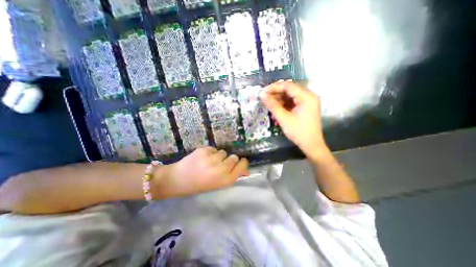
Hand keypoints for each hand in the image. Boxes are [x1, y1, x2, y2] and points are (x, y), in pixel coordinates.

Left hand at [155, 147, 249, 198]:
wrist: (177, 180)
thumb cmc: (199, 185)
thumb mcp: (218, 184)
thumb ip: (232, 175)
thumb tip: (246, 170)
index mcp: (225, 180)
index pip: (242, 166)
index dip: (242, 163)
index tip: (240, 161)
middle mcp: (221, 169)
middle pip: (234, 157)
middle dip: (229, 160)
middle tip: (220, 164)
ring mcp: (212, 159)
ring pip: (223, 152)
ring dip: (219, 156)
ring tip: (209, 162)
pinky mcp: (204, 150)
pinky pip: (214, 149)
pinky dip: (210, 152)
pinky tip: (202, 158)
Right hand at [260, 81, 327, 158]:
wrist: (311, 145)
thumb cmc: (298, 132)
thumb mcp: (284, 118)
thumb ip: (272, 105)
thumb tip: (262, 95)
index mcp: (306, 97)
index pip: (288, 86)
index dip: (274, 87)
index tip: (263, 92)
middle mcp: (309, 95)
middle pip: (290, 89)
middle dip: (276, 93)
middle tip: (264, 98)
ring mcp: (308, 101)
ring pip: (291, 95)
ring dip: (279, 99)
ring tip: (269, 104)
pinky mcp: (306, 106)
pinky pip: (293, 101)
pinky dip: (284, 103)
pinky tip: (277, 108)